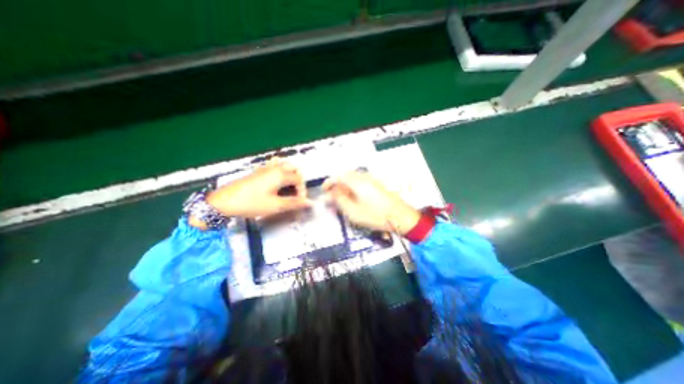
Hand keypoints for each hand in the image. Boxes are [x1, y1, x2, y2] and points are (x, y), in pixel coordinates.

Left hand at [203, 157, 310, 219]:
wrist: (223, 202)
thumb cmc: (251, 203)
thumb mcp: (275, 206)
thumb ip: (294, 203)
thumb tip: (310, 203)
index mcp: (280, 175)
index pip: (299, 180)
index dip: (302, 191)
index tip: (300, 203)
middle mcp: (274, 168)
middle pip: (294, 169)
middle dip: (298, 180)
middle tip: (296, 193)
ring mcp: (265, 169)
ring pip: (284, 165)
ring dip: (290, 174)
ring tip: (288, 188)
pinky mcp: (258, 172)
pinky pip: (274, 166)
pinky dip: (280, 171)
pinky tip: (276, 182)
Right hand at [324, 172, 419, 234]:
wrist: (400, 217)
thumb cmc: (376, 215)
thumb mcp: (353, 211)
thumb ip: (339, 201)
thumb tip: (330, 194)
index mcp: (357, 182)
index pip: (338, 176)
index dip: (329, 182)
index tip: (324, 191)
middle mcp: (364, 177)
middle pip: (345, 176)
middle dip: (337, 185)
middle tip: (333, 197)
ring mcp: (371, 180)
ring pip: (353, 179)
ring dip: (345, 186)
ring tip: (342, 199)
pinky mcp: (376, 185)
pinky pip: (360, 182)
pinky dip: (353, 188)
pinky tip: (354, 199)